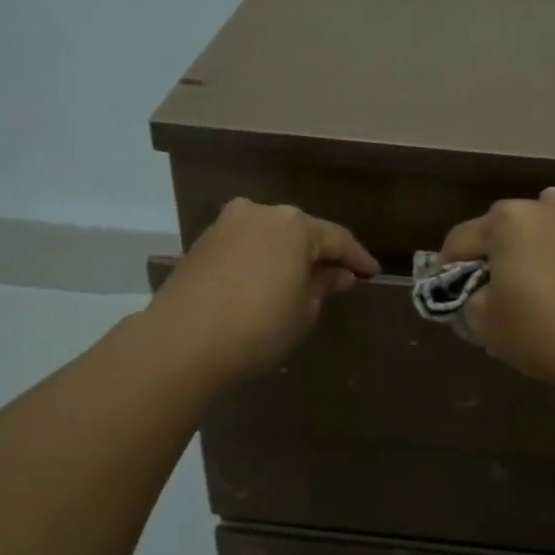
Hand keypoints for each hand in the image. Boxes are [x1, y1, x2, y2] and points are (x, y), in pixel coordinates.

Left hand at [150, 198, 379, 384]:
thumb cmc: (258, 326)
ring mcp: (225, 226)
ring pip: (268, 237)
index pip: (337, 238)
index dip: (358, 258)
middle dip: (320, 254)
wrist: (182, 341)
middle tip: (339, 276)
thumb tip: (337, 274)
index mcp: (293, 225)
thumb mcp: (304, 311)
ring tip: (302, 280)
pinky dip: (260, 261)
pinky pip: (244, 247)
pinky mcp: (200, 244)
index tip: (372, 274)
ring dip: (287, 256)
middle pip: (300, 231)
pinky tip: (265, 282)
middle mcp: (259, 213)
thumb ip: (324, 286)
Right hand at [437, 187, 554, 389]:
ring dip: (533, 244)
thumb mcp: (481, 322)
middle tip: (492, 283)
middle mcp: (545, 208)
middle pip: (504, 225)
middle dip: (493, 250)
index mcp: (507, 221)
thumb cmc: (538, 331)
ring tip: (534, 276)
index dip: (446, 266)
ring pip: (546, 226)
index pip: (460, 240)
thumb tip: (477, 290)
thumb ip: (467, 297)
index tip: (445, 287)